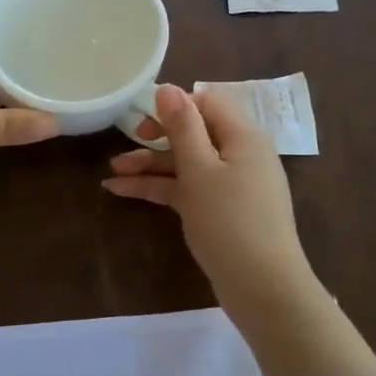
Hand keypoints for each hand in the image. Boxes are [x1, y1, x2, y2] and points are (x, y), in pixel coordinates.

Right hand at [102, 84, 315, 319]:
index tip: (143, 116)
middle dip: (157, 137)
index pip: (207, 102)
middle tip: (127, 141)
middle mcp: (240, 154)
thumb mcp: (200, 170)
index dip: (175, 104)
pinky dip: (158, 188)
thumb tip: (168, 87)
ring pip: (186, 163)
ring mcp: (230, 184)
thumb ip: (182, 127)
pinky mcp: (220, 210)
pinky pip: (187, 188)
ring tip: (112, 171)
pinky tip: (122, 191)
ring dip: (151, 165)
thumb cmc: (230, 221)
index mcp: (243, 136)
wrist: (262, 288)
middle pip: (194, 133)